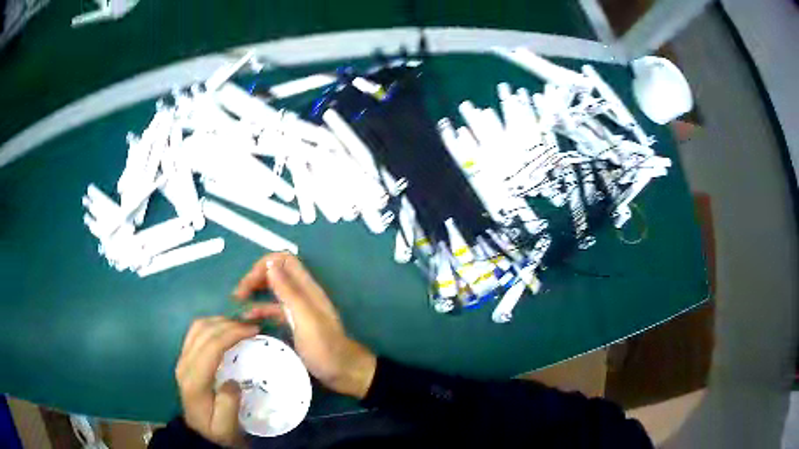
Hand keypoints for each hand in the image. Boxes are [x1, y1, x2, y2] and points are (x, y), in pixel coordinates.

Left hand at [175, 317, 258, 447]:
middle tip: (252, 327)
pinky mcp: (184, 358)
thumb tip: (233, 382)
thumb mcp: (226, 428)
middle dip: (229, 324)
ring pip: (198, 327)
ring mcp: (182, 359)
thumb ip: (228, 406)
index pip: (211, 347)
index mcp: (194, 381)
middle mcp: (184, 365)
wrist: (199, 434)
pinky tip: (226, 331)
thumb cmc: (216, 431)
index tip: (254, 331)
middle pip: (203, 331)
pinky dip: (212, 326)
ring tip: (241, 327)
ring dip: (219, 322)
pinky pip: (196, 332)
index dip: (232, 333)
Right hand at [233, 252, 376, 398]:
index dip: (264, 265)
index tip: (248, 283)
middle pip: (276, 273)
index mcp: (307, 288)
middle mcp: (303, 294)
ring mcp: (299, 309)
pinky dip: (260, 310)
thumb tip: (270, 264)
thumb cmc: (325, 348)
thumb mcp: (305, 319)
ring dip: (255, 294)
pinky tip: (249, 320)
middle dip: (256, 278)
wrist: (344, 373)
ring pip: (273, 292)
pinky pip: (274, 310)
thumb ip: (289, 292)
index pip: (284, 260)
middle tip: (237, 295)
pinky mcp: (296, 324)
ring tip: (237, 304)